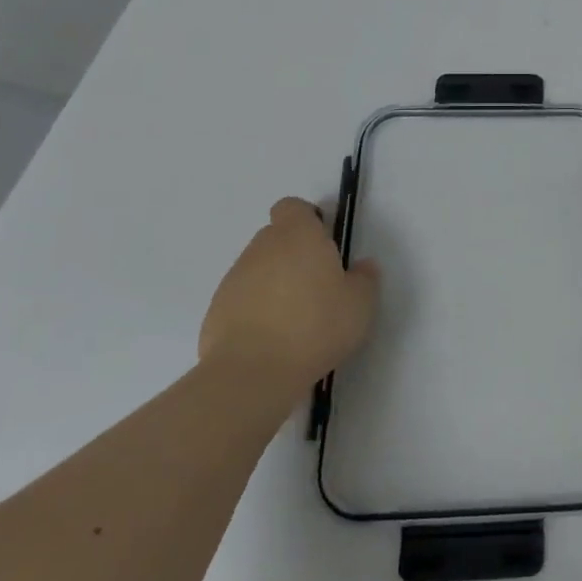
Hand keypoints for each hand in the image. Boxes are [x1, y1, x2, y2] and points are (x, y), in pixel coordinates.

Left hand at [199, 198, 378, 393]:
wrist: (252, 373)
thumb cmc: (316, 327)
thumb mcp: (360, 304)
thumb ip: (365, 279)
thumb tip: (362, 266)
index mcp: (298, 236)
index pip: (292, 207)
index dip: (307, 219)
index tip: (323, 243)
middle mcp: (262, 248)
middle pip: (275, 237)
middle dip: (294, 253)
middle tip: (317, 284)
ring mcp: (234, 279)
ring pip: (258, 268)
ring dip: (275, 282)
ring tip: (295, 317)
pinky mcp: (216, 310)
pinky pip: (242, 298)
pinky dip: (256, 309)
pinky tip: (272, 338)